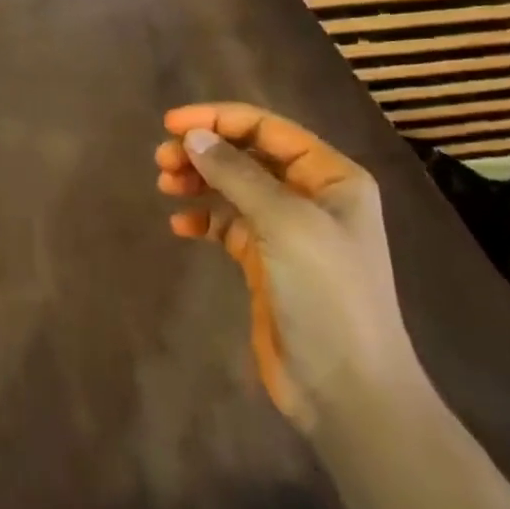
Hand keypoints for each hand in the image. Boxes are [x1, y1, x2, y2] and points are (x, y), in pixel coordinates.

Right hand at [155, 104, 422, 432]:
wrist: (347, 389)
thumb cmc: (326, 292)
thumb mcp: (284, 222)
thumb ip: (236, 173)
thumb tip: (193, 136)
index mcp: (331, 177)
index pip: (267, 128)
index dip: (218, 119)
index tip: (171, 124)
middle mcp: (311, 196)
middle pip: (247, 155)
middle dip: (204, 151)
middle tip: (162, 160)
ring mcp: (288, 231)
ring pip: (233, 187)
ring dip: (199, 180)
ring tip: (165, 185)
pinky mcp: (266, 262)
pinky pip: (227, 225)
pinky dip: (203, 219)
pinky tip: (180, 226)